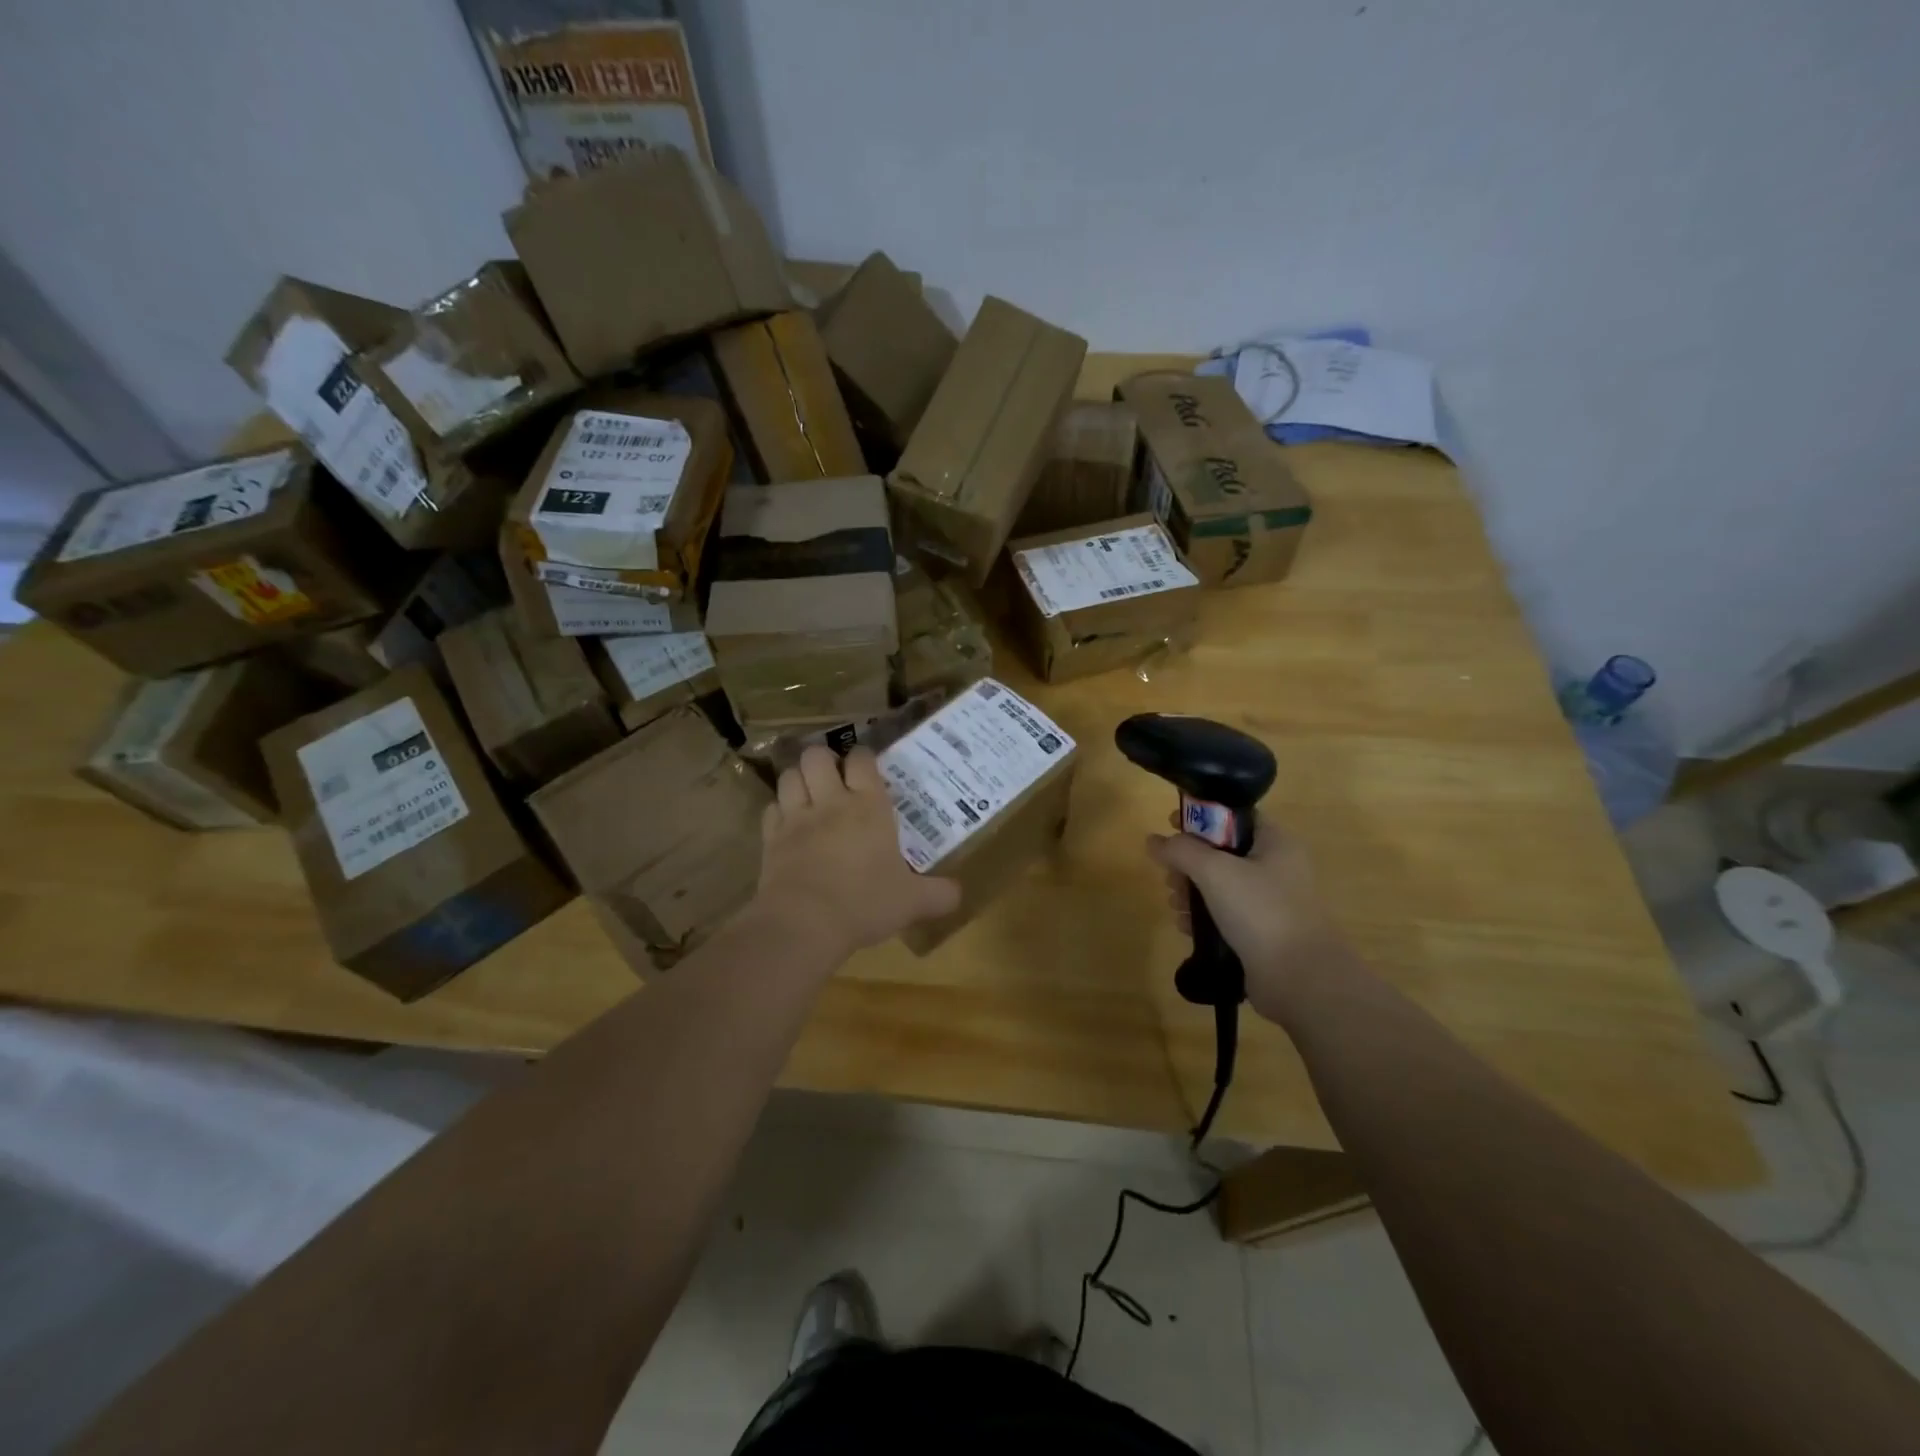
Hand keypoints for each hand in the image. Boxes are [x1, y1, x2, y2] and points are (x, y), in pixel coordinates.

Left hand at [751, 745, 961, 963]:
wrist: (805, 924)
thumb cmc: (865, 903)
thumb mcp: (912, 902)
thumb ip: (939, 894)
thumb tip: (959, 893)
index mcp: (869, 807)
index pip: (862, 760)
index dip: (863, 757)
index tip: (868, 767)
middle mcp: (831, 802)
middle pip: (817, 756)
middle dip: (823, 759)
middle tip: (833, 776)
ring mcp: (796, 818)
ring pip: (789, 776)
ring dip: (798, 778)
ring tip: (808, 791)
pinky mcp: (771, 839)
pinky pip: (771, 809)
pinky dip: (778, 810)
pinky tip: (787, 823)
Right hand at [1147, 820, 1356, 1022]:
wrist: (1300, 978)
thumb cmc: (1260, 911)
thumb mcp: (1214, 871)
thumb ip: (1181, 850)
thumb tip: (1154, 840)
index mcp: (1275, 843)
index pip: (1234, 817)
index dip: (1201, 817)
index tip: (1170, 825)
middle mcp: (1277, 868)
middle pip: (1222, 852)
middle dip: (1189, 862)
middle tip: (1170, 876)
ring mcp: (1271, 903)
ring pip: (1221, 886)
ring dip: (1191, 892)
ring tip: (1174, 904)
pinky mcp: (1262, 933)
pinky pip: (1226, 915)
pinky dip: (1203, 917)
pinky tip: (1185, 927)